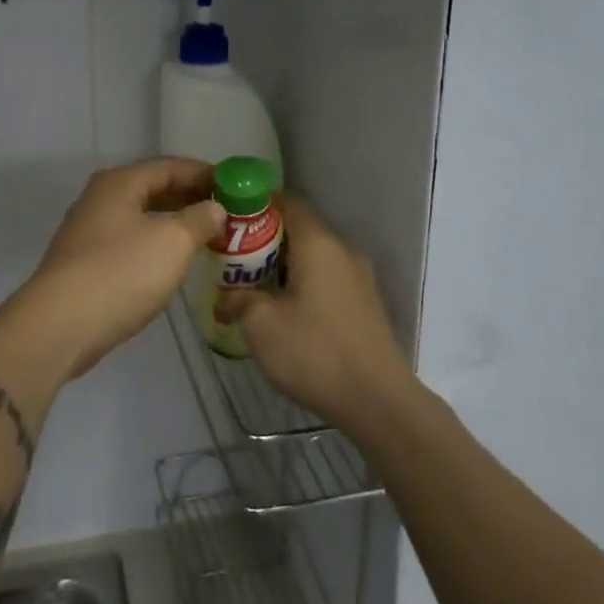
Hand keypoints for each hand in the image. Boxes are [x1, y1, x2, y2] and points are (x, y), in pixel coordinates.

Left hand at [11, 159, 224, 378]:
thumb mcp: (172, 242)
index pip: (169, 166)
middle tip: (225, 210)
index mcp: (119, 183)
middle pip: (152, 188)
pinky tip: (171, 260)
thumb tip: (215, 208)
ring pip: (140, 216)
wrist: (61, 325)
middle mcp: (100, 199)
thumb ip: (199, 220)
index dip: (203, 173)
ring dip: (173, 221)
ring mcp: (88, 231)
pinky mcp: (85, 262)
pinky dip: (155, 242)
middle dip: (189, 197)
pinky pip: (130, 241)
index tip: (234, 184)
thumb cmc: (121, 272)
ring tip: (206, 233)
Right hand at [216, 196, 413, 428]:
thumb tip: (225, 298)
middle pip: (299, 229)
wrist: (377, 401)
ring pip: (313, 256)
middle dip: (265, 239)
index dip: (256, 206)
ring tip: (253, 286)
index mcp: (318, 243)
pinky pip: (326, 278)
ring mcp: (358, 277)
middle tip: (233, 258)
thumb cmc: (314, 352)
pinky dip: (302, 282)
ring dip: (283, 264)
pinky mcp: (364, 303)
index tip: (230, 220)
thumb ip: (238, 300)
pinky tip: (284, 310)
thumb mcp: (261, 325)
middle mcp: (342, 250)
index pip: (287, 202)